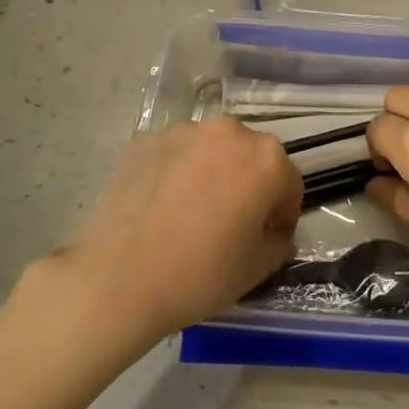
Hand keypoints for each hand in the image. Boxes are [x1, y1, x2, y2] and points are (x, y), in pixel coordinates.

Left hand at [48, 118, 301, 342]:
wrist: (119, 276)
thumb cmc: (200, 273)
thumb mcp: (257, 268)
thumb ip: (278, 243)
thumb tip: (275, 234)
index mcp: (266, 159)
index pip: (289, 183)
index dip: (283, 214)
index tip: (269, 238)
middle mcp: (229, 133)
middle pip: (251, 158)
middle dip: (249, 186)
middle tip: (232, 224)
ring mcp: (184, 132)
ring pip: (212, 152)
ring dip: (213, 174)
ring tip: (193, 213)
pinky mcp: (146, 140)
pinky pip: (176, 155)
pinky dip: (178, 173)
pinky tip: (163, 207)